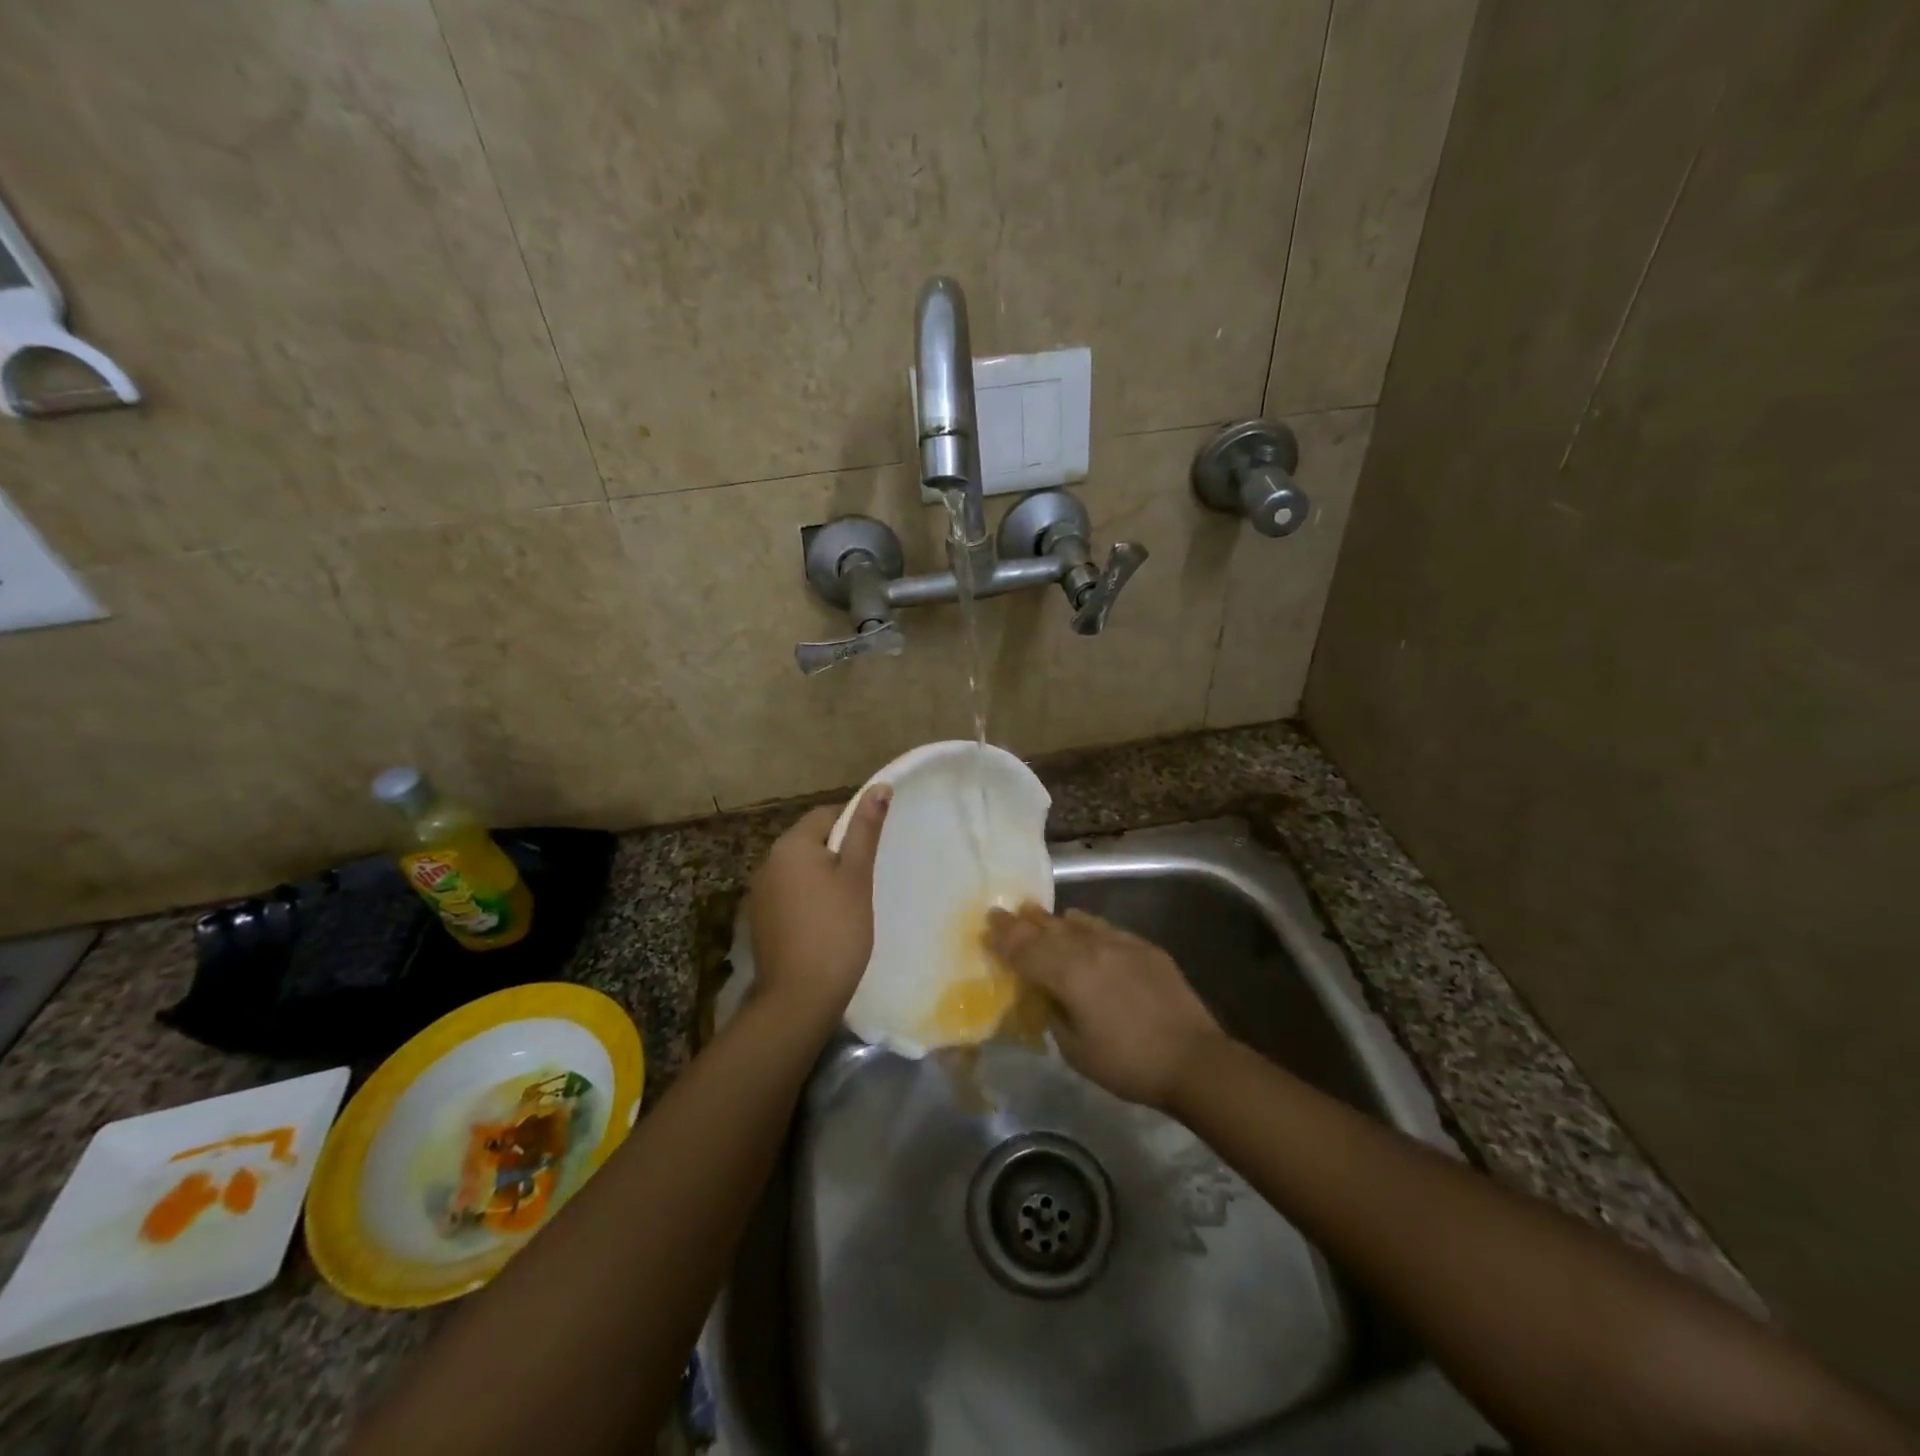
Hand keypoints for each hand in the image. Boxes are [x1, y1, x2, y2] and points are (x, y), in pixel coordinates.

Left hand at [746, 785, 890, 1031]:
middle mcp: (768, 861)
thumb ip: (865, 830)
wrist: (799, 996)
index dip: (854, 825)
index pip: (826, 815)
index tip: (873, 851)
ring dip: (823, 876)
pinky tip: (826, 921)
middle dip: (838, 852)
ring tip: (849, 901)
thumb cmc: (836, 929)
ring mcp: (761, 892)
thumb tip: (879, 787)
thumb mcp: (857, 876)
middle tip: (866, 877)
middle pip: (810, 841)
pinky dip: (809, 898)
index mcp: (791, 844)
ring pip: (800, 869)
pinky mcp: (761, 918)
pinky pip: (790, 893)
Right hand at [984, 905, 1227, 1110]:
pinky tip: (1079, 922)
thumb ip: (1055, 1015)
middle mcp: (1090, 949)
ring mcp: (1120, 944)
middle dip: (1022, 923)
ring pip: (1076, 924)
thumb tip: (1048, 996)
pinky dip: (1086, 924)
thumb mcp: (1076, 1050)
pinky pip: (1104, 928)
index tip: (987, 925)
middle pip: (1048, 930)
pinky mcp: (1143, 947)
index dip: (1005, 939)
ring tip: (1034, 913)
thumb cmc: (1127, 1063)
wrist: (1193, 1058)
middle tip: (1002, 912)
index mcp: (1069, 974)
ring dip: (1052, 920)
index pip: (1027, 951)